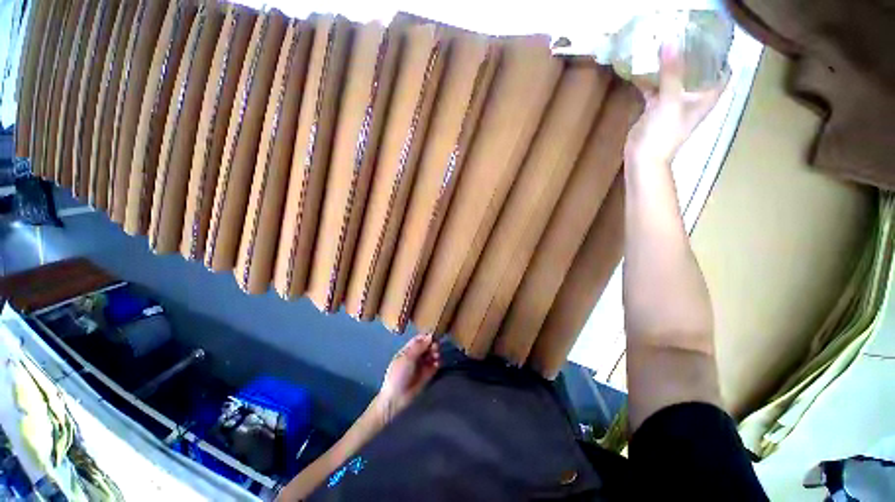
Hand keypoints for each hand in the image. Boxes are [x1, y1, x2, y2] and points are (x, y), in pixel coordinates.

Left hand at [377, 333, 439, 421]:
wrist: (396, 398)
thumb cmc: (398, 374)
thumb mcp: (407, 358)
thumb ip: (419, 346)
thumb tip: (430, 336)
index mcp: (407, 350)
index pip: (419, 339)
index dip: (426, 337)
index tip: (434, 337)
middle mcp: (415, 356)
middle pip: (427, 346)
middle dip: (432, 345)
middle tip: (436, 348)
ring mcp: (421, 365)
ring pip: (432, 355)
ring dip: (436, 353)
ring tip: (436, 357)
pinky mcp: (427, 374)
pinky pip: (435, 365)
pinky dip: (437, 363)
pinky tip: (437, 364)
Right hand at [624, 43, 729, 167]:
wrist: (643, 157)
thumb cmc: (664, 132)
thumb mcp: (671, 100)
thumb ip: (671, 72)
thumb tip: (670, 41)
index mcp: (706, 97)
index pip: (723, 72)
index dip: (720, 55)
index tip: (709, 39)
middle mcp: (693, 98)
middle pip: (698, 72)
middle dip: (692, 55)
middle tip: (684, 36)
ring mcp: (674, 104)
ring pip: (676, 79)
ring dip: (671, 66)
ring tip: (664, 46)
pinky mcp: (656, 109)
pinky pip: (656, 89)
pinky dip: (651, 80)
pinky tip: (643, 68)